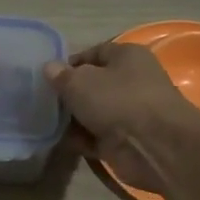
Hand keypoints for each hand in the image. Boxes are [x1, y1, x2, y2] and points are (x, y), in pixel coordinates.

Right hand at [43, 41, 197, 191]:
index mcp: (127, 56)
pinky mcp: (127, 140)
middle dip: (69, 95)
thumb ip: (61, 75)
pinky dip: (83, 139)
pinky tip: (64, 142)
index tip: (47, 77)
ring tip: (48, 123)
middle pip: (93, 85)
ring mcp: (130, 112)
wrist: (155, 146)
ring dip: (73, 119)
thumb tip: (49, 68)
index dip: (69, 64)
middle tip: (44, 103)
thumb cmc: (118, 100)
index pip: (93, 53)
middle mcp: (131, 81)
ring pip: (94, 112)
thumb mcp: (80, 82)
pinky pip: (98, 136)